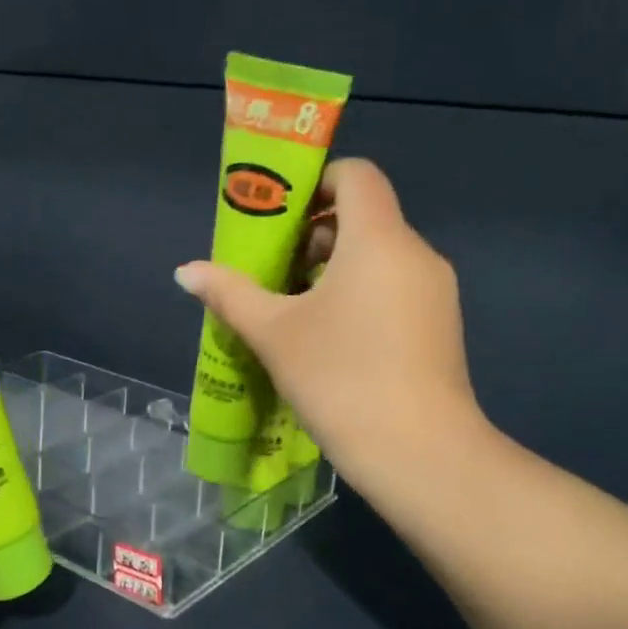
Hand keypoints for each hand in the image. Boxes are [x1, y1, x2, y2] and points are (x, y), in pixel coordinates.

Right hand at [174, 159, 480, 489]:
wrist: (419, 453)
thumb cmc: (341, 378)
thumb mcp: (274, 334)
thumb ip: (229, 294)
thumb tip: (185, 272)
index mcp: (379, 239)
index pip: (357, 175)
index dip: (317, 182)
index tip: (281, 217)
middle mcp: (417, 253)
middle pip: (366, 218)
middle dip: (317, 234)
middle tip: (276, 270)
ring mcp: (436, 293)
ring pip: (382, 258)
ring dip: (338, 269)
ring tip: (297, 311)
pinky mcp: (442, 328)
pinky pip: (398, 290)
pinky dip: (364, 296)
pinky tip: (334, 341)